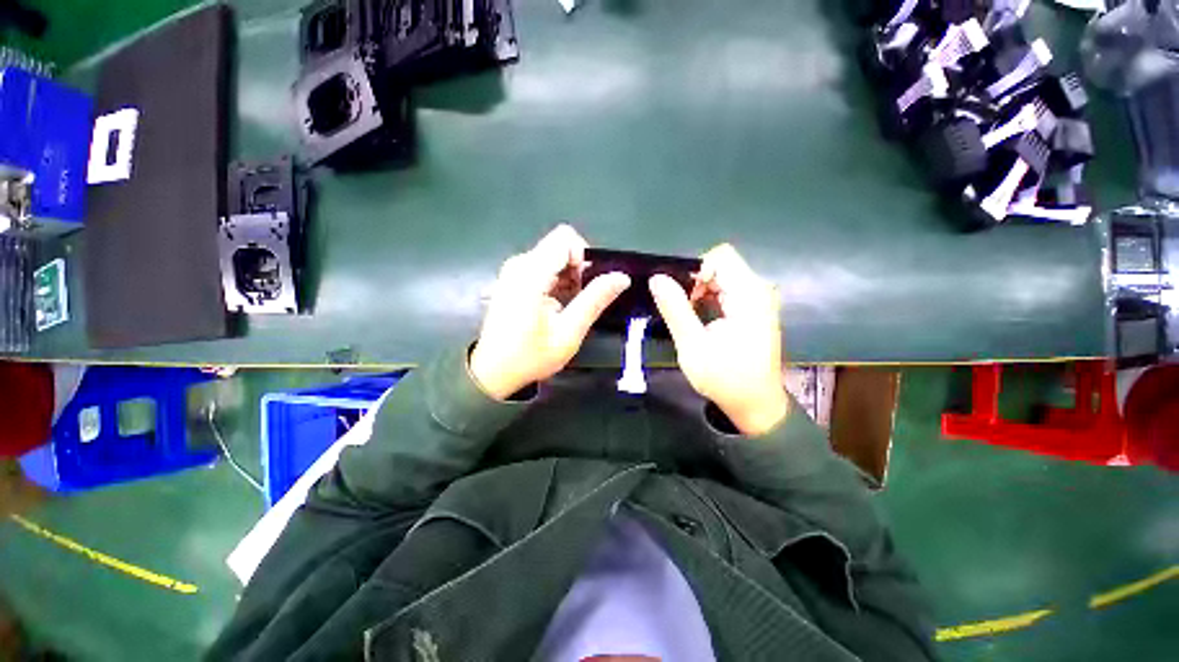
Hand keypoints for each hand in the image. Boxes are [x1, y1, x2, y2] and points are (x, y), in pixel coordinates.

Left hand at [470, 225, 630, 399]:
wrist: (493, 371)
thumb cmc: (531, 355)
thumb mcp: (569, 332)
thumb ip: (595, 300)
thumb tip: (622, 276)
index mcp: (531, 273)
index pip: (565, 238)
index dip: (583, 257)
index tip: (587, 285)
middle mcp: (519, 264)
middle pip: (559, 247)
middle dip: (577, 270)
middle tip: (580, 301)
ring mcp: (513, 271)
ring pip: (552, 257)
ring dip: (568, 278)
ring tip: (568, 307)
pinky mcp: (512, 280)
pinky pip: (542, 268)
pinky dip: (556, 282)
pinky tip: (555, 307)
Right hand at [649, 244, 787, 435]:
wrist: (756, 405)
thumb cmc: (725, 378)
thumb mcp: (692, 345)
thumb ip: (675, 308)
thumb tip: (657, 278)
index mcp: (748, 294)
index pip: (721, 256)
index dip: (696, 270)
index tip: (683, 296)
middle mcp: (759, 290)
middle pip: (722, 266)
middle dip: (697, 283)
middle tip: (683, 311)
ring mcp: (760, 300)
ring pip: (724, 278)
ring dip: (702, 293)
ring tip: (691, 320)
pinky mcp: (757, 311)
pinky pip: (730, 291)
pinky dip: (712, 300)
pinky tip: (703, 322)